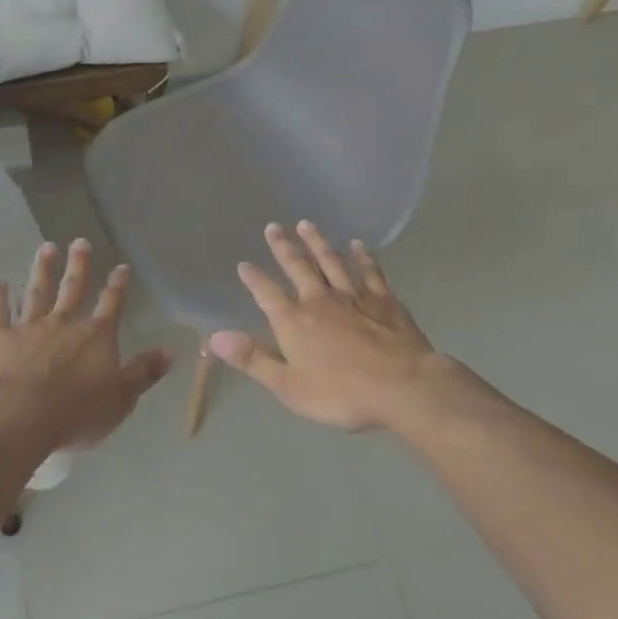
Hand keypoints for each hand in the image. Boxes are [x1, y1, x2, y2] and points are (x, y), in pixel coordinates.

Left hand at [0, 239, 171, 451]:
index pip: (111, 304)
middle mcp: (64, 323)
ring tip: (46, 248)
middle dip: (78, 265)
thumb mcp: (122, 398)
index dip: (118, 285)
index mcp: (96, 336)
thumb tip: (170, 351)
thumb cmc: (77, 411)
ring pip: (37, 293)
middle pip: (73, 289)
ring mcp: (30, 327)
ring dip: (42, 270)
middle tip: (79, 241)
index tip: (121, 266)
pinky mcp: (1, 338)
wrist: (22, 415)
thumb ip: (144, 372)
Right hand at [207, 222, 447, 431]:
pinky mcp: (383, 299)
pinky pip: (369, 272)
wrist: (402, 387)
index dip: (254, 279)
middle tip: (274, 226)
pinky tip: (357, 245)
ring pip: (331, 262)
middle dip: (284, 247)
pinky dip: (362, 257)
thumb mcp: (288, 386)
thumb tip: (215, 337)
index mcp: (294, 321)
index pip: (267, 293)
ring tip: (306, 224)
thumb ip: (253, 359)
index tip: (244, 264)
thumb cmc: (341, 393)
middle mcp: (319, 300)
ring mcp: (353, 296)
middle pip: (298, 267)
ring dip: (318, 243)